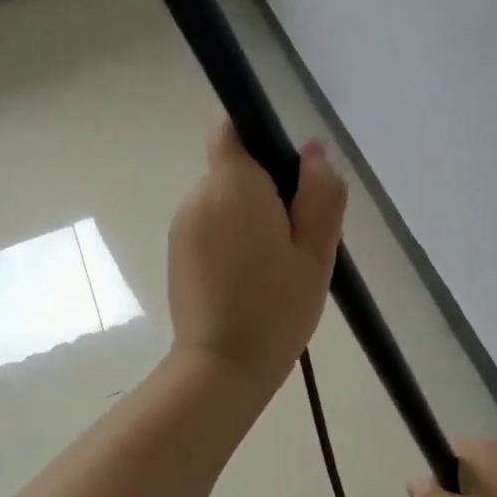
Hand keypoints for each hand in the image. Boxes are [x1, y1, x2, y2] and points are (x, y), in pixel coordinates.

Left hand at [168, 123, 346, 389]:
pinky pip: (209, 230)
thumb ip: (320, 193)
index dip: (263, 143)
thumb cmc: (276, 308)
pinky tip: (249, 282)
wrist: (222, 367)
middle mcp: (198, 196)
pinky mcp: (176, 255)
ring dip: (248, 221)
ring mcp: (182, 228)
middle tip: (295, 241)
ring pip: (222, 203)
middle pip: (233, 171)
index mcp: (232, 185)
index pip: (235, 130)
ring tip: (274, 268)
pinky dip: (230, 243)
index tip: (291, 182)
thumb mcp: (316, 252)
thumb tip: (312, 151)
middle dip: (265, 192)